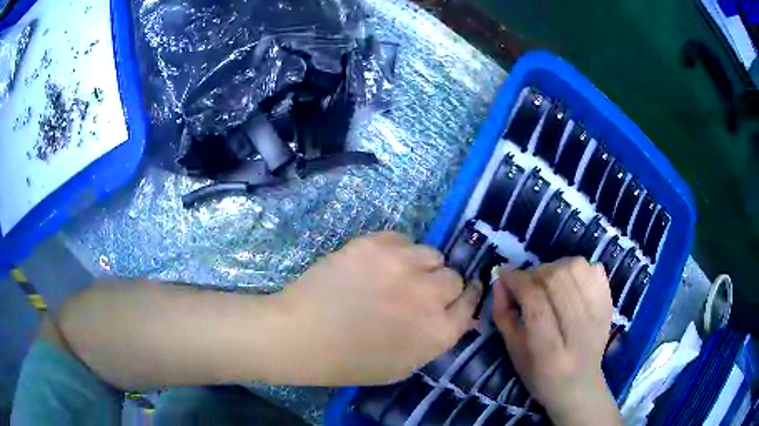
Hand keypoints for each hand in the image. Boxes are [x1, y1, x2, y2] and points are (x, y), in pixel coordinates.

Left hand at [274, 232, 481, 385]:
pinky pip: (402, 239)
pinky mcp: (375, 244)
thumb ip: (435, 339)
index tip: (459, 294)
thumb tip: (456, 316)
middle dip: (441, 286)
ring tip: (396, 274)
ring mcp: (402, 265)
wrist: (303, 336)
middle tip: (417, 292)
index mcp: (438, 331)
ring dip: (420, 266)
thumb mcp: (403, 365)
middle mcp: (429, 295)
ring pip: (431, 253)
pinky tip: (376, 264)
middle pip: (454, 277)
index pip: (471, 304)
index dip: (466, 298)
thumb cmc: (350, 362)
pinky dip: (396, 251)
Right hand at [492, 258, 621, 425]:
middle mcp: (579, 330)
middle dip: (535, 274)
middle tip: (526, 284)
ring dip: (555, 267)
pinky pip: (595, 269)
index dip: (517, 282)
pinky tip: (571, 282)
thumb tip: (500, 279)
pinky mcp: (609, 304)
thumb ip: (504, 315)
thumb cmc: (540, 375)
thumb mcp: (514, 352)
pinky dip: (579, 268)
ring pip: (576, 268)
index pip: (535, 303)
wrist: (579, 385)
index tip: (504, 275)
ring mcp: (599, 314)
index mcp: (550, 351)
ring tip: (548, 281)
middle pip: (557, 280)